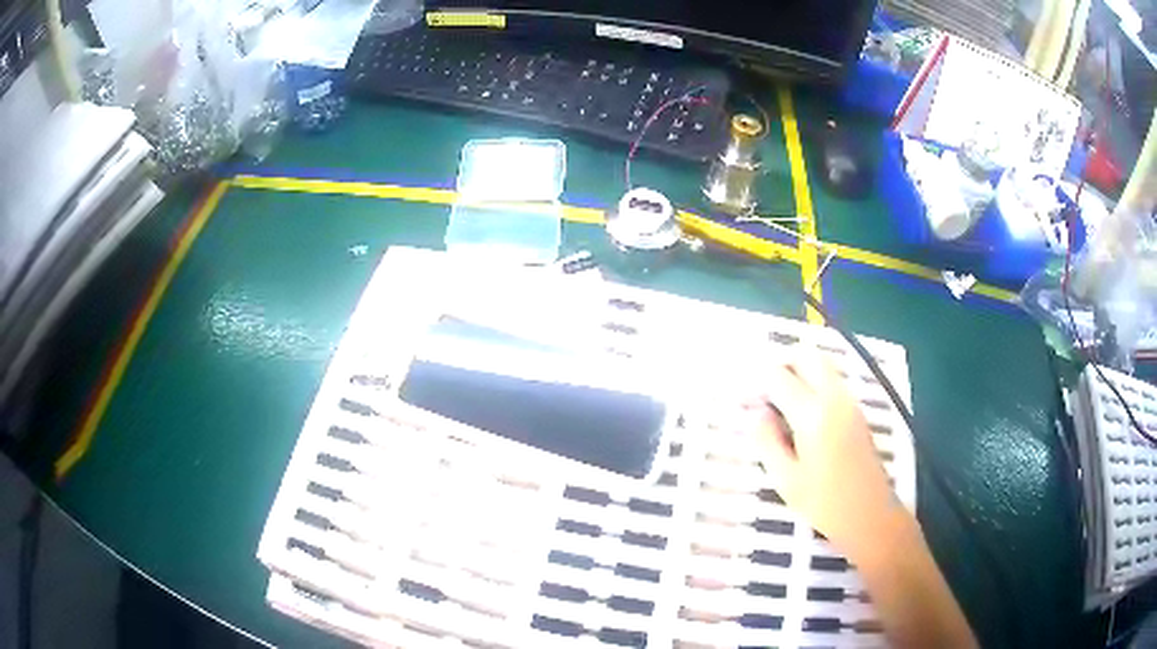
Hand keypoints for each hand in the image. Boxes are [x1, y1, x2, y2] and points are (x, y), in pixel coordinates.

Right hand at [738, 348, 903, 557]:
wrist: (870, 515)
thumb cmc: (824, 504)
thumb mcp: (786, 479)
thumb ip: (767, 441)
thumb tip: (754, 414)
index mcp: (813, 414)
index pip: (778, 376)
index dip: (755, 381)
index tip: (742, 398)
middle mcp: (834, 398)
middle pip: (806, 354)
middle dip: (780, 363)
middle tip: (762, 390)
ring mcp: (849, 402)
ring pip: (821, 364)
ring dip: (797, 371)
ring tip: (778, 403)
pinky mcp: (856, 411)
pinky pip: (831, 381)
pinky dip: (812, 383)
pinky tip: (800, 415)